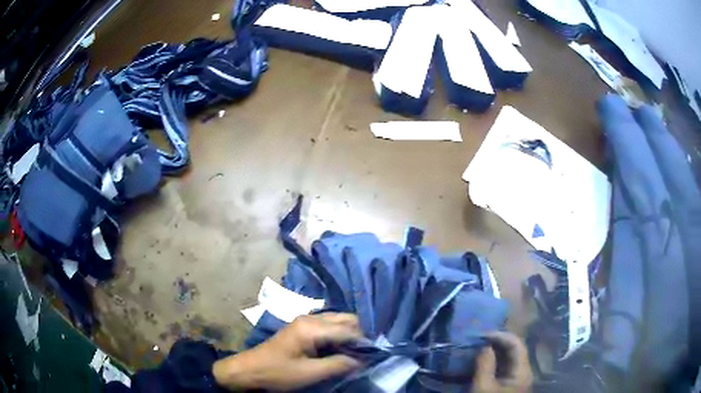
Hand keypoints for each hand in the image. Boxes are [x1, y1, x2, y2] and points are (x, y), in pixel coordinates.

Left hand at [213, 313, 362, 390]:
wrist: (249, 370)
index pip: (349, 330)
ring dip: (350, 335)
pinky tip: (343, 349)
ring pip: (338, 321)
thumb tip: (363, 360)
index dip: (365, 342)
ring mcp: (306, 321)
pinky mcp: (303, 328)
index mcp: (312, 327)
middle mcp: (311, 318)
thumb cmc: (278, 373)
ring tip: (359, 353)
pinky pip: (329, 327)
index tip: (377, 354)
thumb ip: (338, 365)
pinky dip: (340, 336)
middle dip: (360, 335)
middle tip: (368, 354)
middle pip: (346, 319)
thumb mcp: (309, 373)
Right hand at [473, 332, 532, 392]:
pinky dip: (496, 361)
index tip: (483, 335)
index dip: (501, 336)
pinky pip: (506, 367)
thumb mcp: (482, 387)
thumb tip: (485, 346)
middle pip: (516, 350)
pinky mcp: (511, 384)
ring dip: (497, 351)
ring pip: (511, 358)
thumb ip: (485, 365)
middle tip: (480, 340)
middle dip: (499, 342)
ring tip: (480, 348)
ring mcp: (519, 378)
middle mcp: (524, 371)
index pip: (517, 344)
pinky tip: (484, 362)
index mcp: (522, 371)